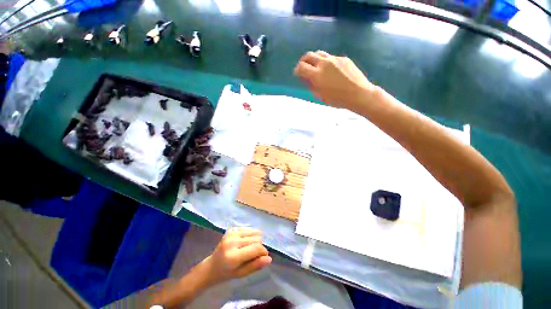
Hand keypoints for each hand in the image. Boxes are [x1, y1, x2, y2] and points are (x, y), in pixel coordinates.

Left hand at [204, 227, 271, 283]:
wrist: (211, 266)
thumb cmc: (226, 273)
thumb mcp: (241, 274)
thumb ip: (255, 265)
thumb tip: (269, 259)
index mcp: (233, 256)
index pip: (256, 248)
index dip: (263, 252)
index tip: (264, 257)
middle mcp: (232, 242)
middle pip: (256, 239)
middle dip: (259, 246)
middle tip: (252, 255)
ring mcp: (231, 233)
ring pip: (254, 232)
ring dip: (255, 240)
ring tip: (248, 248)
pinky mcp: (231, 229)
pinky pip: (248, 228)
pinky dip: (251, 234)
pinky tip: (245, 241)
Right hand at [294, 51, 375, 109]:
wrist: (358, 94)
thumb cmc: (337, 99)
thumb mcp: (320, 96)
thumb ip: (311, 86)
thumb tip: (306, 79)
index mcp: (317, 75)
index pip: (301, 67)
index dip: (297, 70)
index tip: (297, 73)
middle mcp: (324, 63)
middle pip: (309, 55)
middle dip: (303, 61)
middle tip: (303, 67)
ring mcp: (335, 59)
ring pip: (319, 53)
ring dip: (314, 59)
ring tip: (315, 66)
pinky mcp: (343, 58)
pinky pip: (331, 57)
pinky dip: (326, 62)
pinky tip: (330, 70)